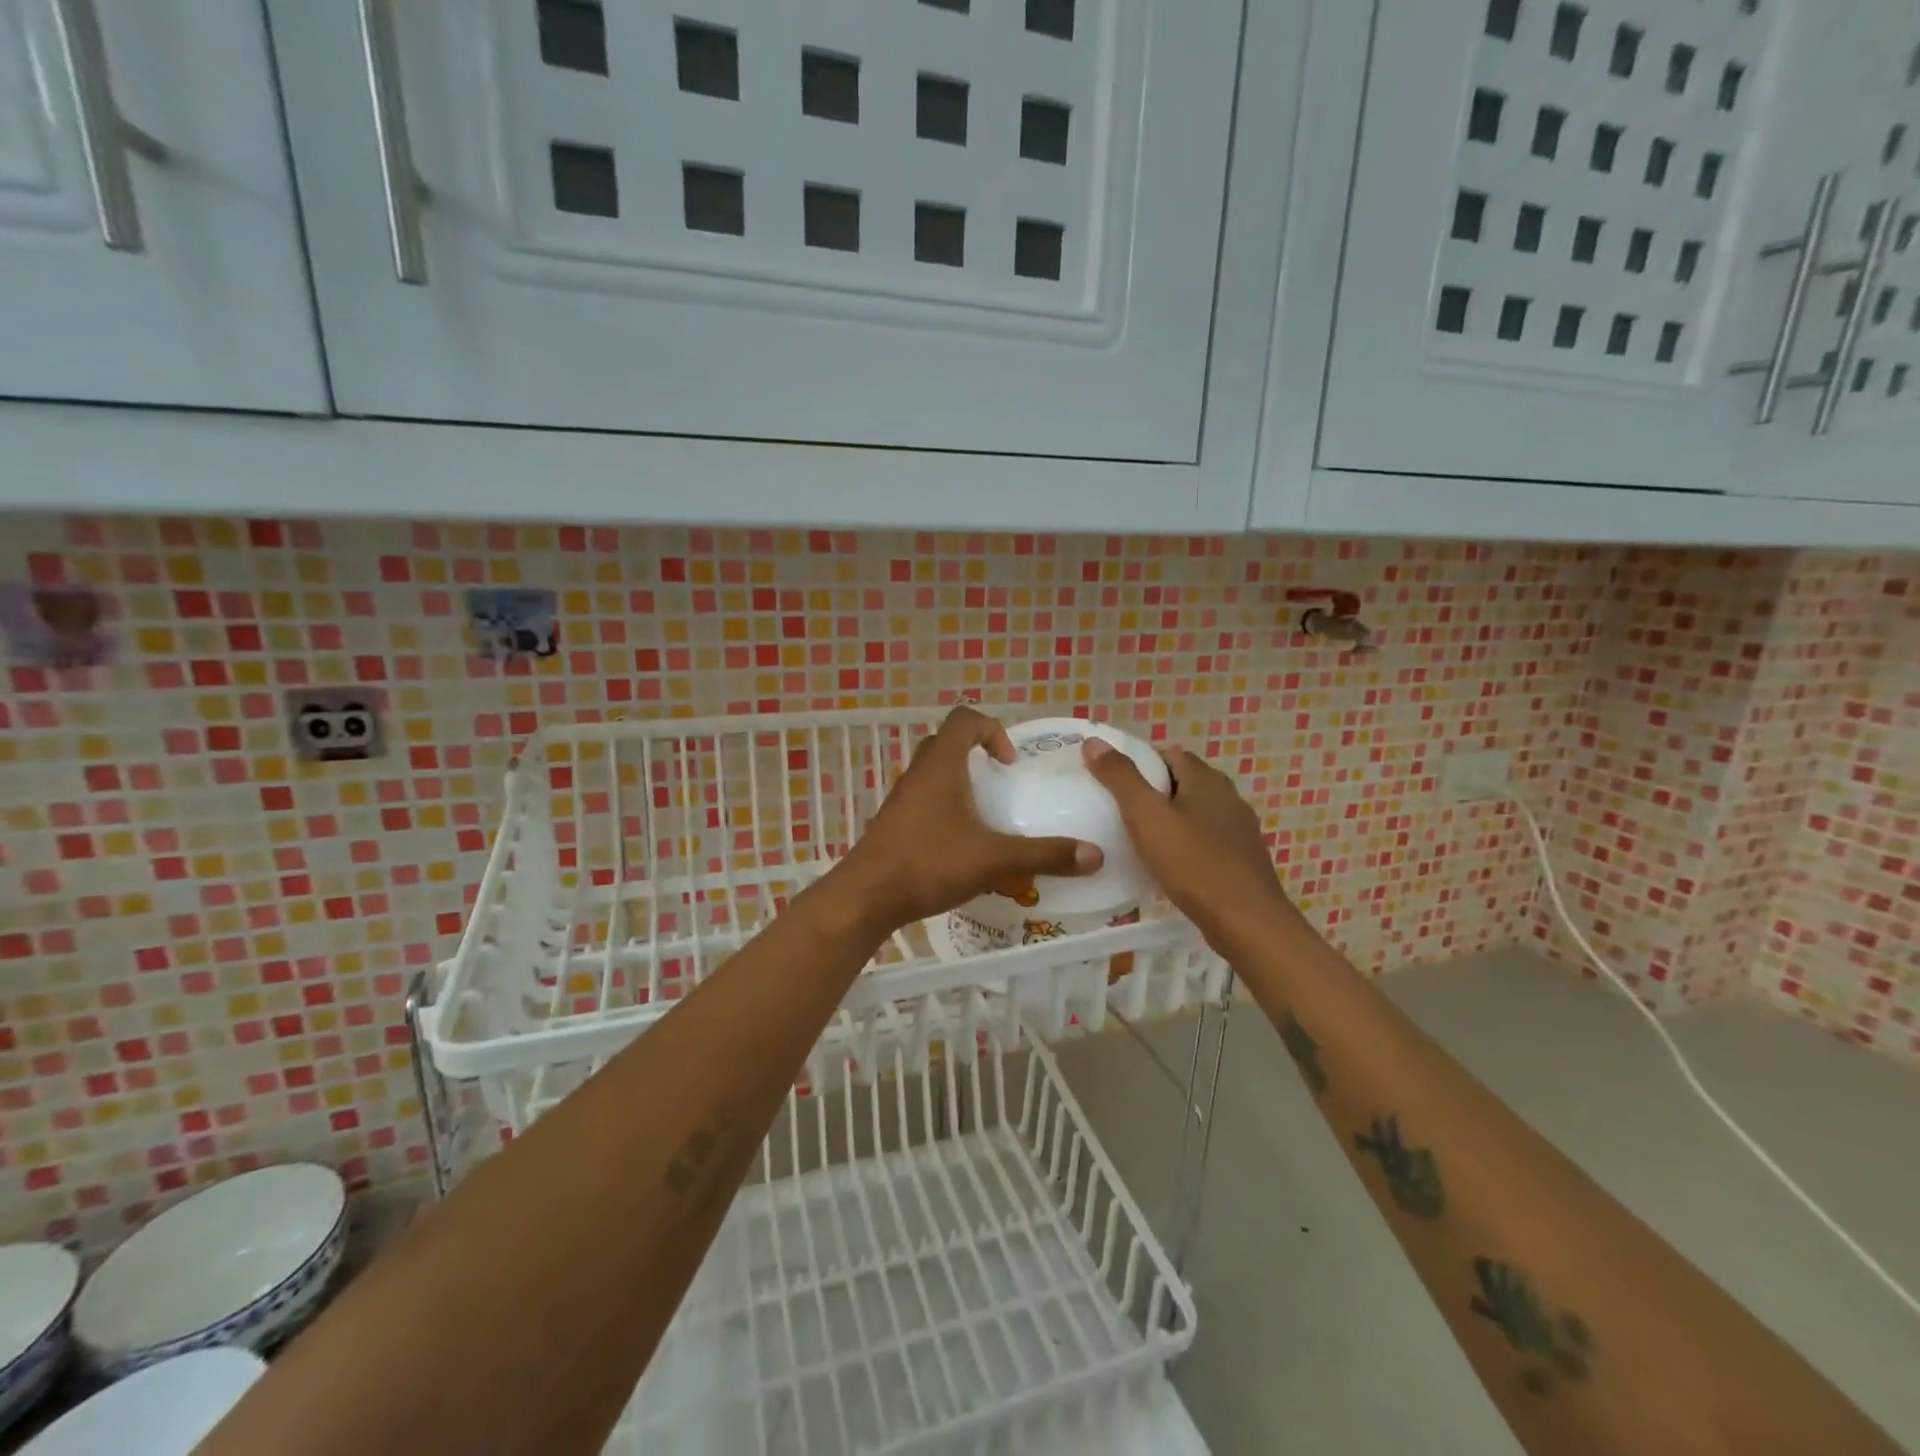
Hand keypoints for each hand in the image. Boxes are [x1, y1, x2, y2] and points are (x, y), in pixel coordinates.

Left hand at [828, 706, 1102, 938]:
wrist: (866, 897)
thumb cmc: (929, 863)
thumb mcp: (994, 859)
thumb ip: (1044, 854)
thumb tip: (1095, 855)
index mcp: (941, 765)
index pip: (965, 719)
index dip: (992, 730)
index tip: (1010, 764)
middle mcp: (918, 773)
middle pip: (947, 743)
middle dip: (977, 757)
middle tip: (1000, 785)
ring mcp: (901, 798)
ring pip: (932, 774)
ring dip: (959, 784)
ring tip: (985, 817)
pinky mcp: (893, 823)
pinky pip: (923, 800)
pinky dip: (944, 809)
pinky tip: (960, 845)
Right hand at [1082, 739, 1291, 949]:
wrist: (1246, 922)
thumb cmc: (1193, 863)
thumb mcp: (1147, 816)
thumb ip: (1120, 778)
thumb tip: (1094, 742)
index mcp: (1207, 780)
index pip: (1171, 754)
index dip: (1142, 762)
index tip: (1115, 782)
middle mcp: (1229, 798)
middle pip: (1185, 783)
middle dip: (1154, 792)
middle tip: (1120, 811)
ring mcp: (1239, 832)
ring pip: (1197, 814)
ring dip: (1171, 821)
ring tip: (1139, 839)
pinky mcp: (1242, 862)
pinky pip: (1207, 842)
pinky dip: (1186, 846)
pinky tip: (1168, 867)